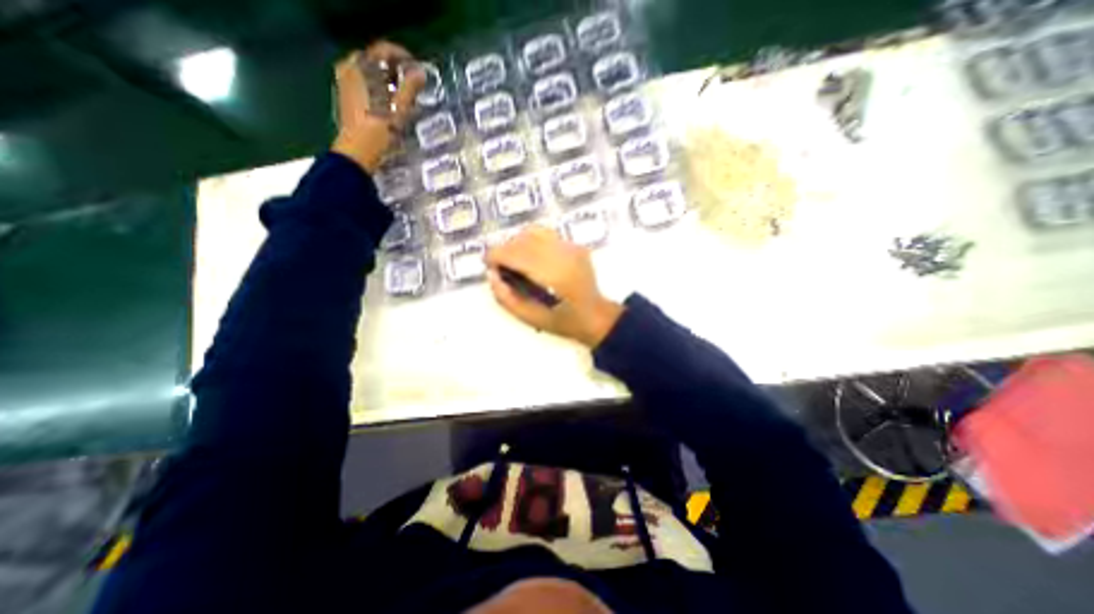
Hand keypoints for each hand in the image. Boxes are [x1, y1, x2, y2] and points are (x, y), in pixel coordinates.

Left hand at [328, 40, 421, 172]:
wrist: (358, 151)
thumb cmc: (380, 129)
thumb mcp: (399, 108)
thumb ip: (409, 88)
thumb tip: (420, 73)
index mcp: (362, 67)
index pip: (383, 50)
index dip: (401, 55)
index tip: (416, 66)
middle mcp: (350, 69)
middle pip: (373, 59)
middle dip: (392, 67)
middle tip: (410, 80)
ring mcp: (345, 83)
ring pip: (367, 71)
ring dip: (384, 77)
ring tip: (400, 91)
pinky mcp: (345, 97)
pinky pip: (361, 82)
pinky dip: (375, 86)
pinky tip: (386, 100)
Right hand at [486, 226, 622, 350]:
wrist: (596, 316)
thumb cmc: (564, 322)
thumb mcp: (531, 318)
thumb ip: (506, 299)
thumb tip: (492, 275)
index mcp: (554, 276)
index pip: (517, 254)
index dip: (496, 255)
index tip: (488, 264)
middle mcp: (563, 255)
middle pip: (523, 239)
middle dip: (505, 249)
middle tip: (501, 266)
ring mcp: (572, 247)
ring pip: (533, 231)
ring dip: (517, 243)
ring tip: (516, 260)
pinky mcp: (575, 245)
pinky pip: (546, 234)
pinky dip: (532, 241)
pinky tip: (532, 257)